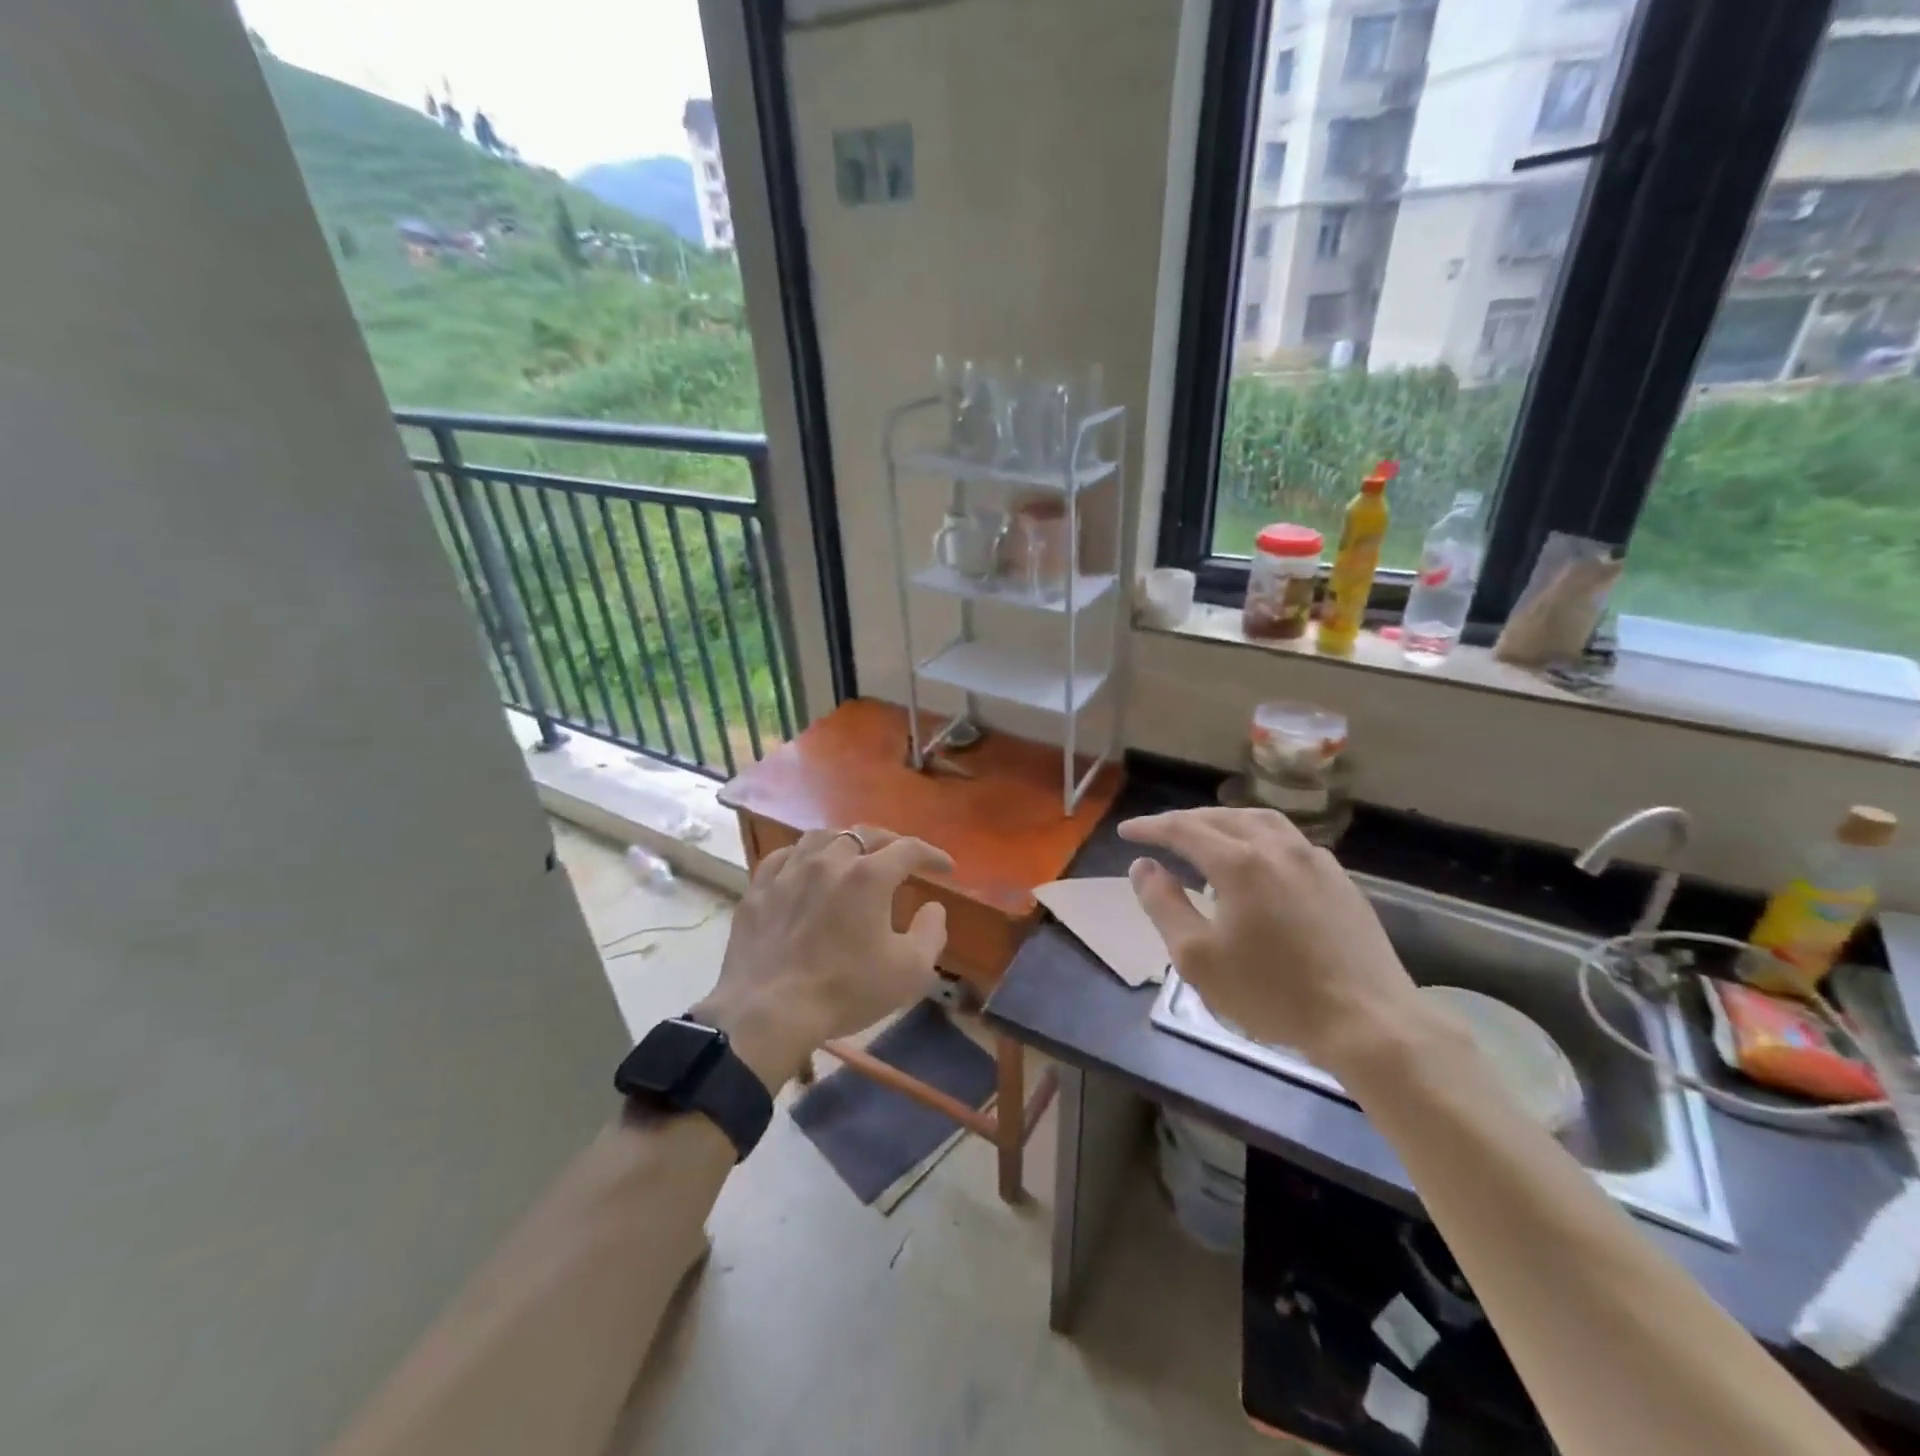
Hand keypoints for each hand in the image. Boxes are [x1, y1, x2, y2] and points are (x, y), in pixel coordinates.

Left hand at [693, 826, 952, 1087]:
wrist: (769, 1013)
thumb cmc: (846, 991)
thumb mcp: (909, 971)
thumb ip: (931, 932)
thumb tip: (934, 907)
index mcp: (868, 876)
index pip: (909, 849)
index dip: (932, 854)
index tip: (946, 868)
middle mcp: (829, 861)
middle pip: (864, 834)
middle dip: (890, 842)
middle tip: (902, 858)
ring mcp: (789, 872)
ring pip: (821, 837)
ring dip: (844, 842)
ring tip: (852, 855)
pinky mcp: (758, 889)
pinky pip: (783, 857)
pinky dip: (802, 856)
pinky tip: (804, 868)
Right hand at [1120, 807, 1421, 1066]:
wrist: (1367, 1021)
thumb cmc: (1272, 993)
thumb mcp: (1197, 957)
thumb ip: (1163, 905)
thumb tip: (1143, 866)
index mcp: (1238, 862)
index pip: (1182, 829)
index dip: (1150, 827)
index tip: (1126, 831)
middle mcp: (1276, 847)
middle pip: (1220, 817)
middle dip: (1183, 821)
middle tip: (1158, 833)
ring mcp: (1314, 859)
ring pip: (1259, 820)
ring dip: (1223, 821)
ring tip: (1205, 834)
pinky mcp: (1339, 878)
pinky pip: (1288, 839)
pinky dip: (1258, 836)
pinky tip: (1257, 859)